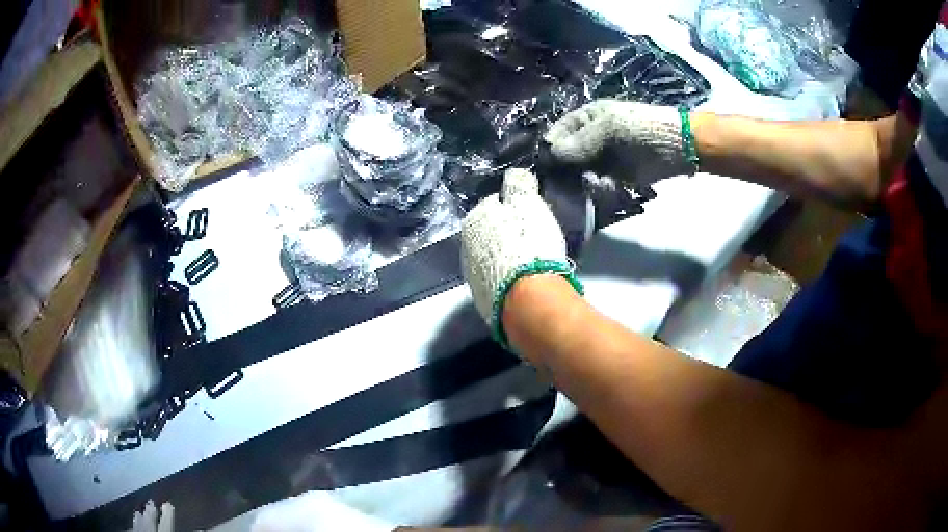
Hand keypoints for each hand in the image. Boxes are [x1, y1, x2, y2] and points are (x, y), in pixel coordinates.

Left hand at [461, 169, 582, 347]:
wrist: (527, 298)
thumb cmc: (528, 243)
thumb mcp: (527, 203)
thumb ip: (519, 184)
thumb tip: (514, 174)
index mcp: (473, 221)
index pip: (493, 205)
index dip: (514, 207)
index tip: (531, 214)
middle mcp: (465, 249)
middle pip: (491, 234)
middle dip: (509, 235)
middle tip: (534, 239)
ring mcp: (472, 279)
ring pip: (492, 260)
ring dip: (507, 259)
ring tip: (532, 263)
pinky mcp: (483, 302)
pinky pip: (497, 283)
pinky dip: (509, 281)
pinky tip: (525, 284)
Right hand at [544, 100, 695, 185]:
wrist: (677, 147)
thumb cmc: (641, 129)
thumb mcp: (607, 130)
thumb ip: (577, 143)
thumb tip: (548, 156)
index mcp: (584, 119)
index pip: (556, 135)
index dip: (550, 150)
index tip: (550, 167)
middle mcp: (588, 139)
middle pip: (565, 159)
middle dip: (570, 172)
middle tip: (581, 178)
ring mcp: (601, 160)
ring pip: (580, 176)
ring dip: (589, 182)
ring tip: (604, 182)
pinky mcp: (613, 177)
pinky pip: (597, 187)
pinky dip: (603, 190)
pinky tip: (613, 187)